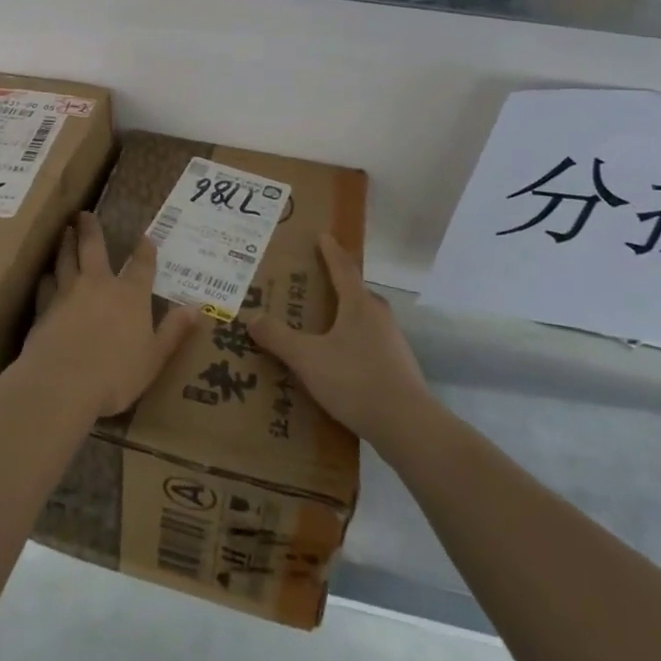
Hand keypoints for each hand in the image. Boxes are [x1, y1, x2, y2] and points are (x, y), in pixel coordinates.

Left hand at [27, 213, 199, 419]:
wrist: (63, 383)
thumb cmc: (116, 374)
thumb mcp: (154, 357)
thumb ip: (174, 331)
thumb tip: (198, 308)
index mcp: (130, 295)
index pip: (141, 265)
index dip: (144, 249)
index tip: (145, 236)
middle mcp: (99, 284)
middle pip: (93, 247)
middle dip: (91, 229)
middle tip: (85, 214)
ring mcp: (68, 293)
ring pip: (66, 259)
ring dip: (66, 243)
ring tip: (65, 232)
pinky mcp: (44, 307)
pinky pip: (46, 285)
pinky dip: (47, 278)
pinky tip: (46, 276)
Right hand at [248, 235, 433, 446]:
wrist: (408, 425)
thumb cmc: (356, 380)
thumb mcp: (308, 359)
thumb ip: (279, 338)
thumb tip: (252, 317)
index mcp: (358, 303)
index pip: (342, 267)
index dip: (330, 250)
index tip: (322, 235)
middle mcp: (378, 314)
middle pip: (353, 291)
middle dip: (332, 284)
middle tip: (308, 283)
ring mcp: (392, 340)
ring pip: (361, 317)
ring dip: (341, 315)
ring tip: (318, 323)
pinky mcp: (397, 365)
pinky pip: (367, 341)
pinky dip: (350, 340)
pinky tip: (336, 359)